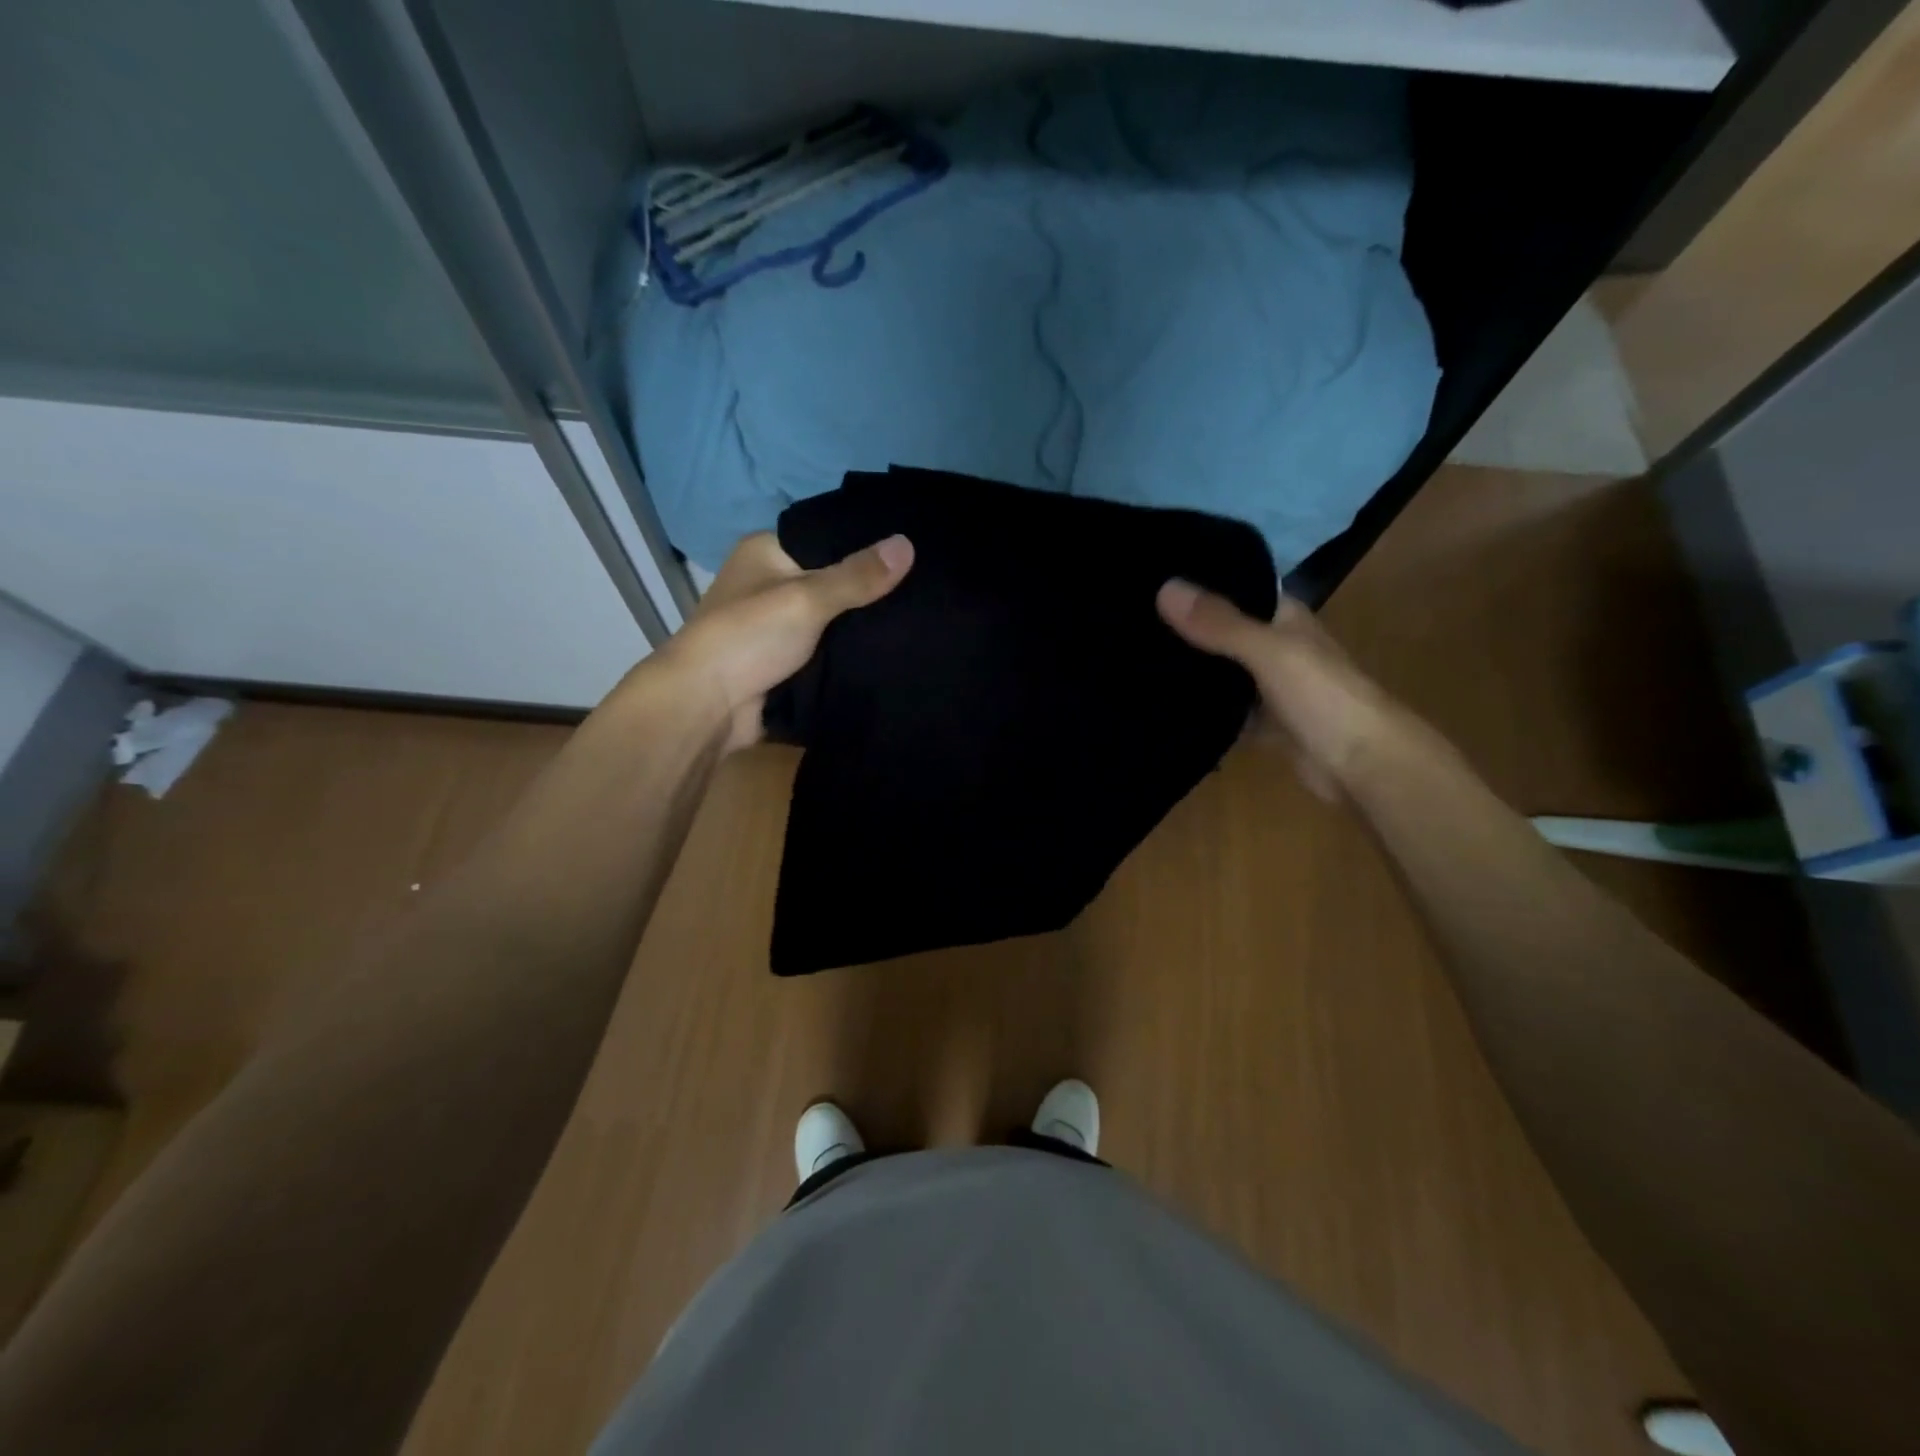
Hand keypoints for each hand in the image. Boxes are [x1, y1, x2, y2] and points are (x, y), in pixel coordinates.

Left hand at [658, 531, 914, 752]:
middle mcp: (771, 583)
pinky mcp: (786, 661)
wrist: (707, 707)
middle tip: (925, 587)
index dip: (866, 541)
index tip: (913, 547)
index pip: (826, 535)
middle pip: (832, 579)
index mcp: (766, 551)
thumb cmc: (749, 637)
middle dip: (870, 588)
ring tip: (919, 616)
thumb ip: (857, 576)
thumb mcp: (807, 598)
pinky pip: (828, 650)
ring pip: (833, 618)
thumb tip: (908, 544)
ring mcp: (778, 625)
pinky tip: (892, 650)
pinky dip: (851, 652)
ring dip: (863, 625)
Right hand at [1157, 580, 1402, 799]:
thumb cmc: (1322, 697)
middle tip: (1132, 622)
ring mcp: (1270, 689)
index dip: (1202, 583)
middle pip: (1224, 632)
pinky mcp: (1264, 725)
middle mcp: (1277, 648)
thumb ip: (1219, 624)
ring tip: (1134, 659)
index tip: (1153, 578)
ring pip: (1223, 674)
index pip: (1239, 588)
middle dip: (1187, 629)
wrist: (1362, 766)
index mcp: (1285, 620)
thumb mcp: (1268, 651)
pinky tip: (1164, 708)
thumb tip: (1164, 588)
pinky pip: (1225, 713)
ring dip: (1192, 672)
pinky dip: (1202, 712)